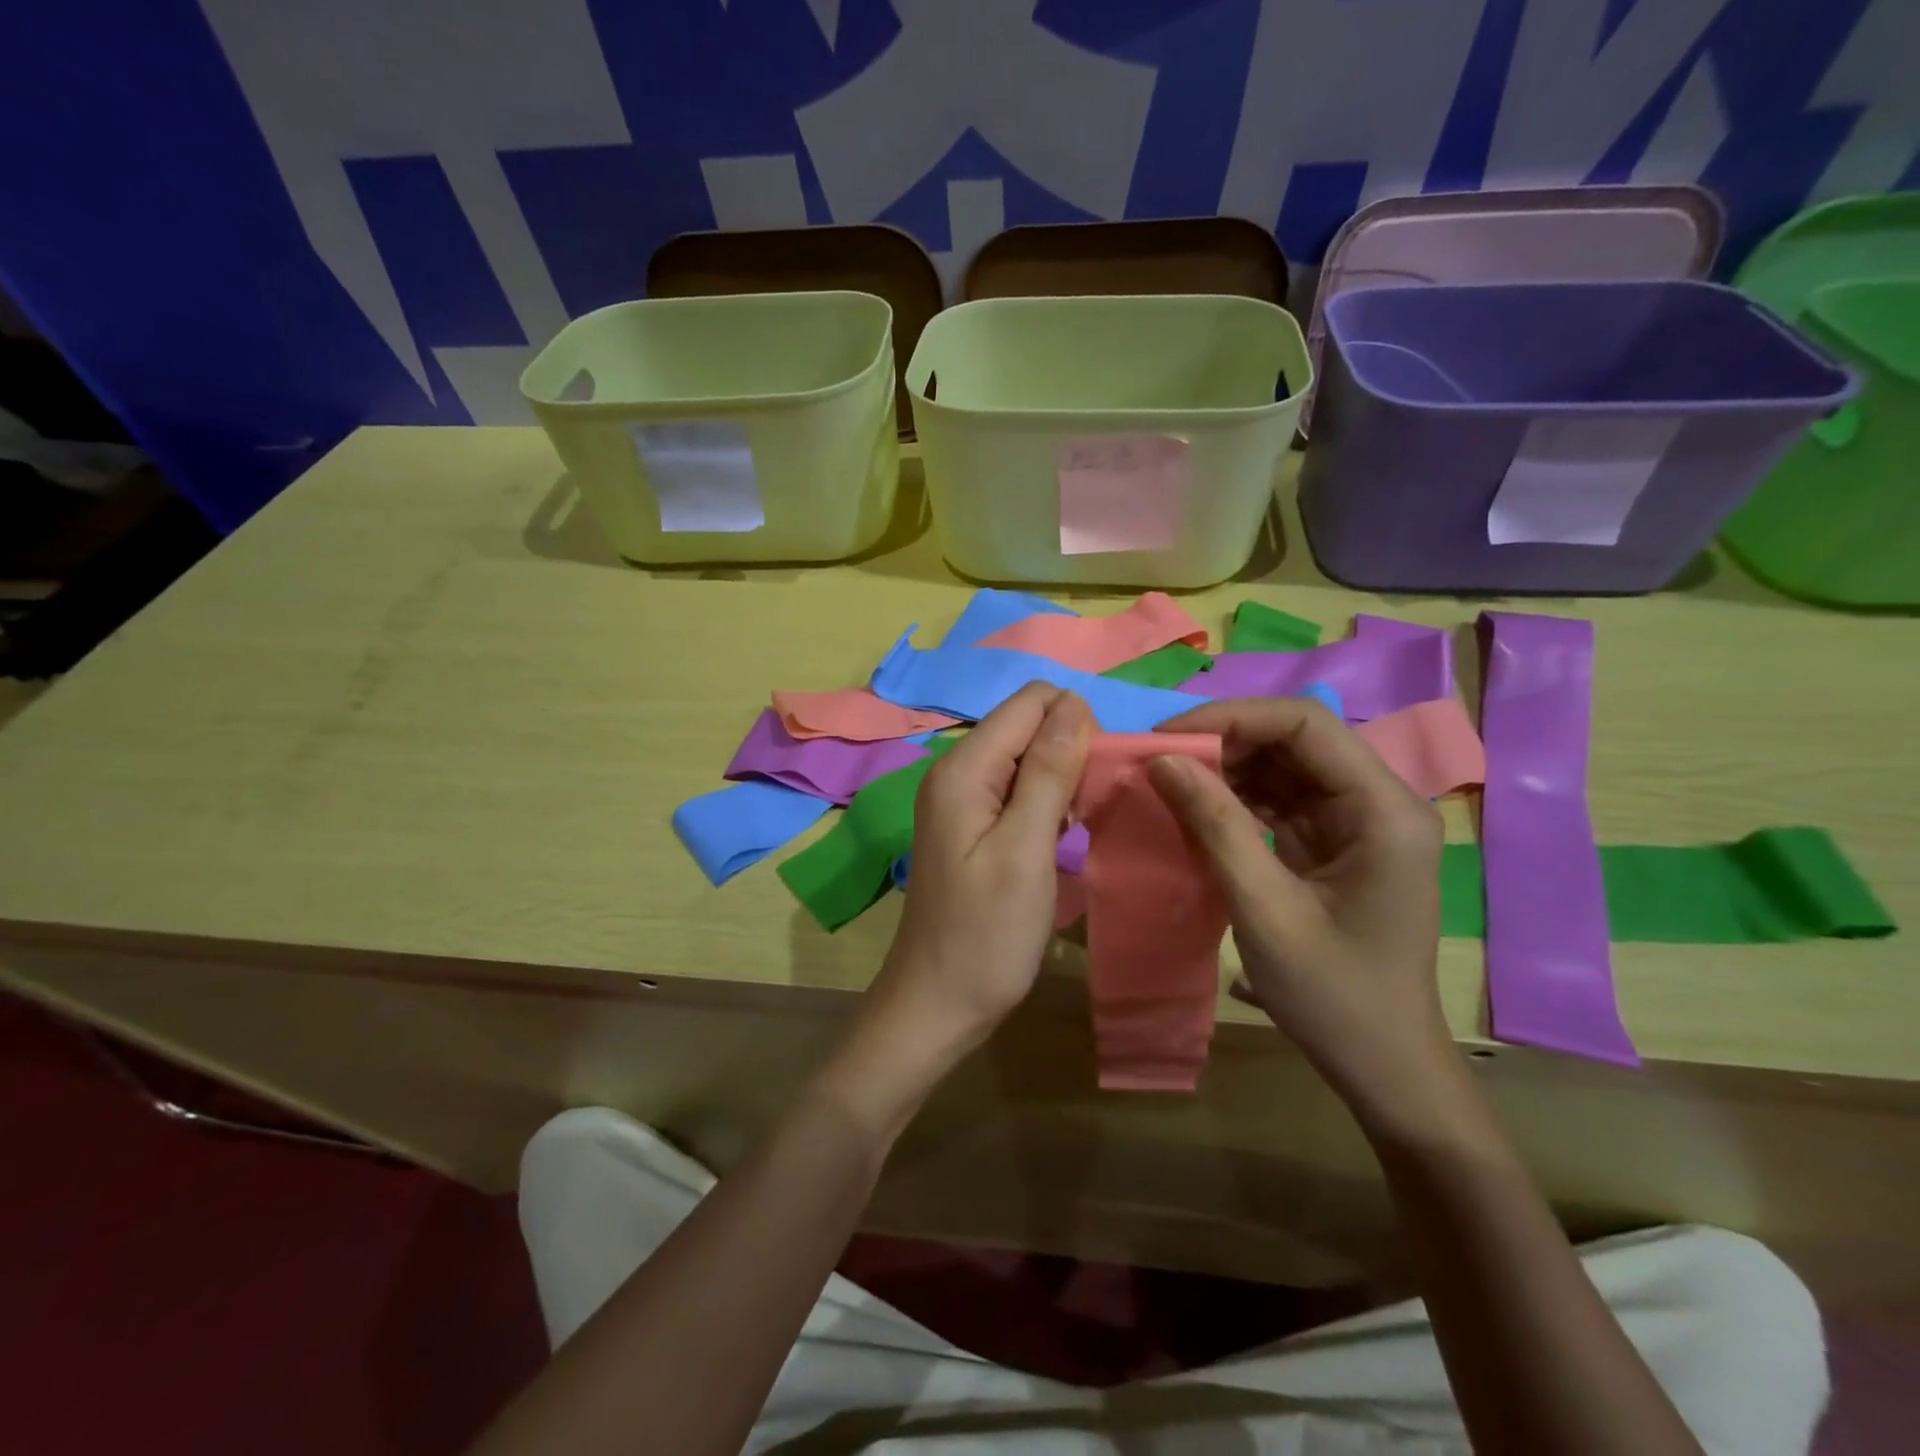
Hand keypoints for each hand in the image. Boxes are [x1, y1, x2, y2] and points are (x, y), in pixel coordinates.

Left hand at [833, 685, 1092, 1120]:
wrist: (938, 1003)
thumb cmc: (986, 934)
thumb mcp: (1025, 850)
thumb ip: (1048, 772)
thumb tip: (1074, 705)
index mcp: (964, 768)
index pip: (1031, 701)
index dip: (1075, 724)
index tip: (1096, 778)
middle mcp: (957, 772)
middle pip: (1029, 725)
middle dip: (1071, 751)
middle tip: (1088, 810)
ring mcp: (962, 800)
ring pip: (1028, 758)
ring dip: (1063, 780)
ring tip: (1076, 829)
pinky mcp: (973, 826)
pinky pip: (1019, 790)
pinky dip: (1047, 804)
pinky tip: (1059, 841)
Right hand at [1146, 698, 1455, 1121]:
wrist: (1384, 1067)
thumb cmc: (1332, 995)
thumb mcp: (1263, 908)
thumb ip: (1215, 826)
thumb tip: (1160, 761)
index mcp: (1383, 809)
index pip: (1304, 725)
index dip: (1231, 718)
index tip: (1166, 739)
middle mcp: (1380, 801)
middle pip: (1295, 740)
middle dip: (1223, 742)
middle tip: (1158, 761)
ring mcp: (1360, 822)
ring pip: (1285, 766)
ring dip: (1226, 769)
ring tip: (1169, 781)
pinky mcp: (1339, 843)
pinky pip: (1283, 800)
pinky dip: (1237, 799)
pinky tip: (1197, 809)